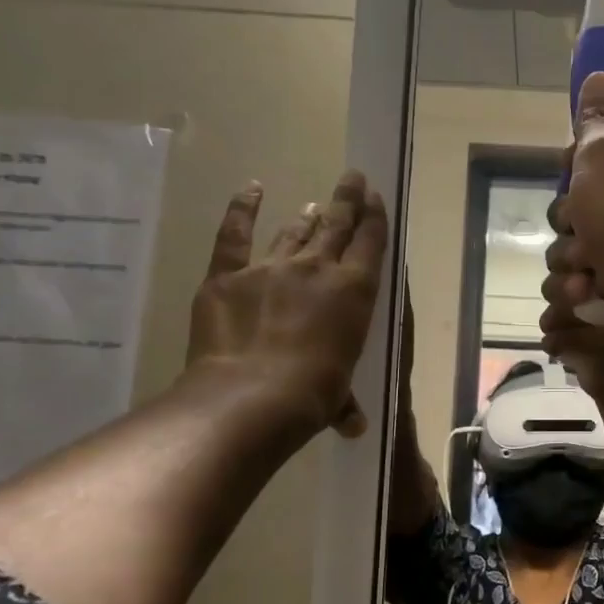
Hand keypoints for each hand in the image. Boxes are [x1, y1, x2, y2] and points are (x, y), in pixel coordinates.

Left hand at [187, 171, 388, 439]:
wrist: (252, 394)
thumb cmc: (311, 396)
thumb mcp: (336, 397)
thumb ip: (344, 402)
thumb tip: (354, 425)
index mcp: (354, 291)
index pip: (370, 243)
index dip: (374, 217)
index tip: (375, 197)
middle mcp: (317, 269)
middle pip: (337, 224)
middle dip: (347, 199)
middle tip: (354, 178)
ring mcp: (270, 267)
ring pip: (294, 232)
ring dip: (307, 216)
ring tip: (314, 203)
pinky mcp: (228, 275)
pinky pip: (235, 234)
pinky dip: (242, 209)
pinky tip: (251, 190)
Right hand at [540, 72, 603, 368]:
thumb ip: (596, 118)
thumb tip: (601, 74)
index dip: (580, 157)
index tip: (572, 167)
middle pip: (581, 198)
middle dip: (568, 217)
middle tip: (580, 222)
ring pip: (574, 243)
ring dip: (570, 256)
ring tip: (587, 268)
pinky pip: (581, 280)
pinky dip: (578, 287)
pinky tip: (589, 292)